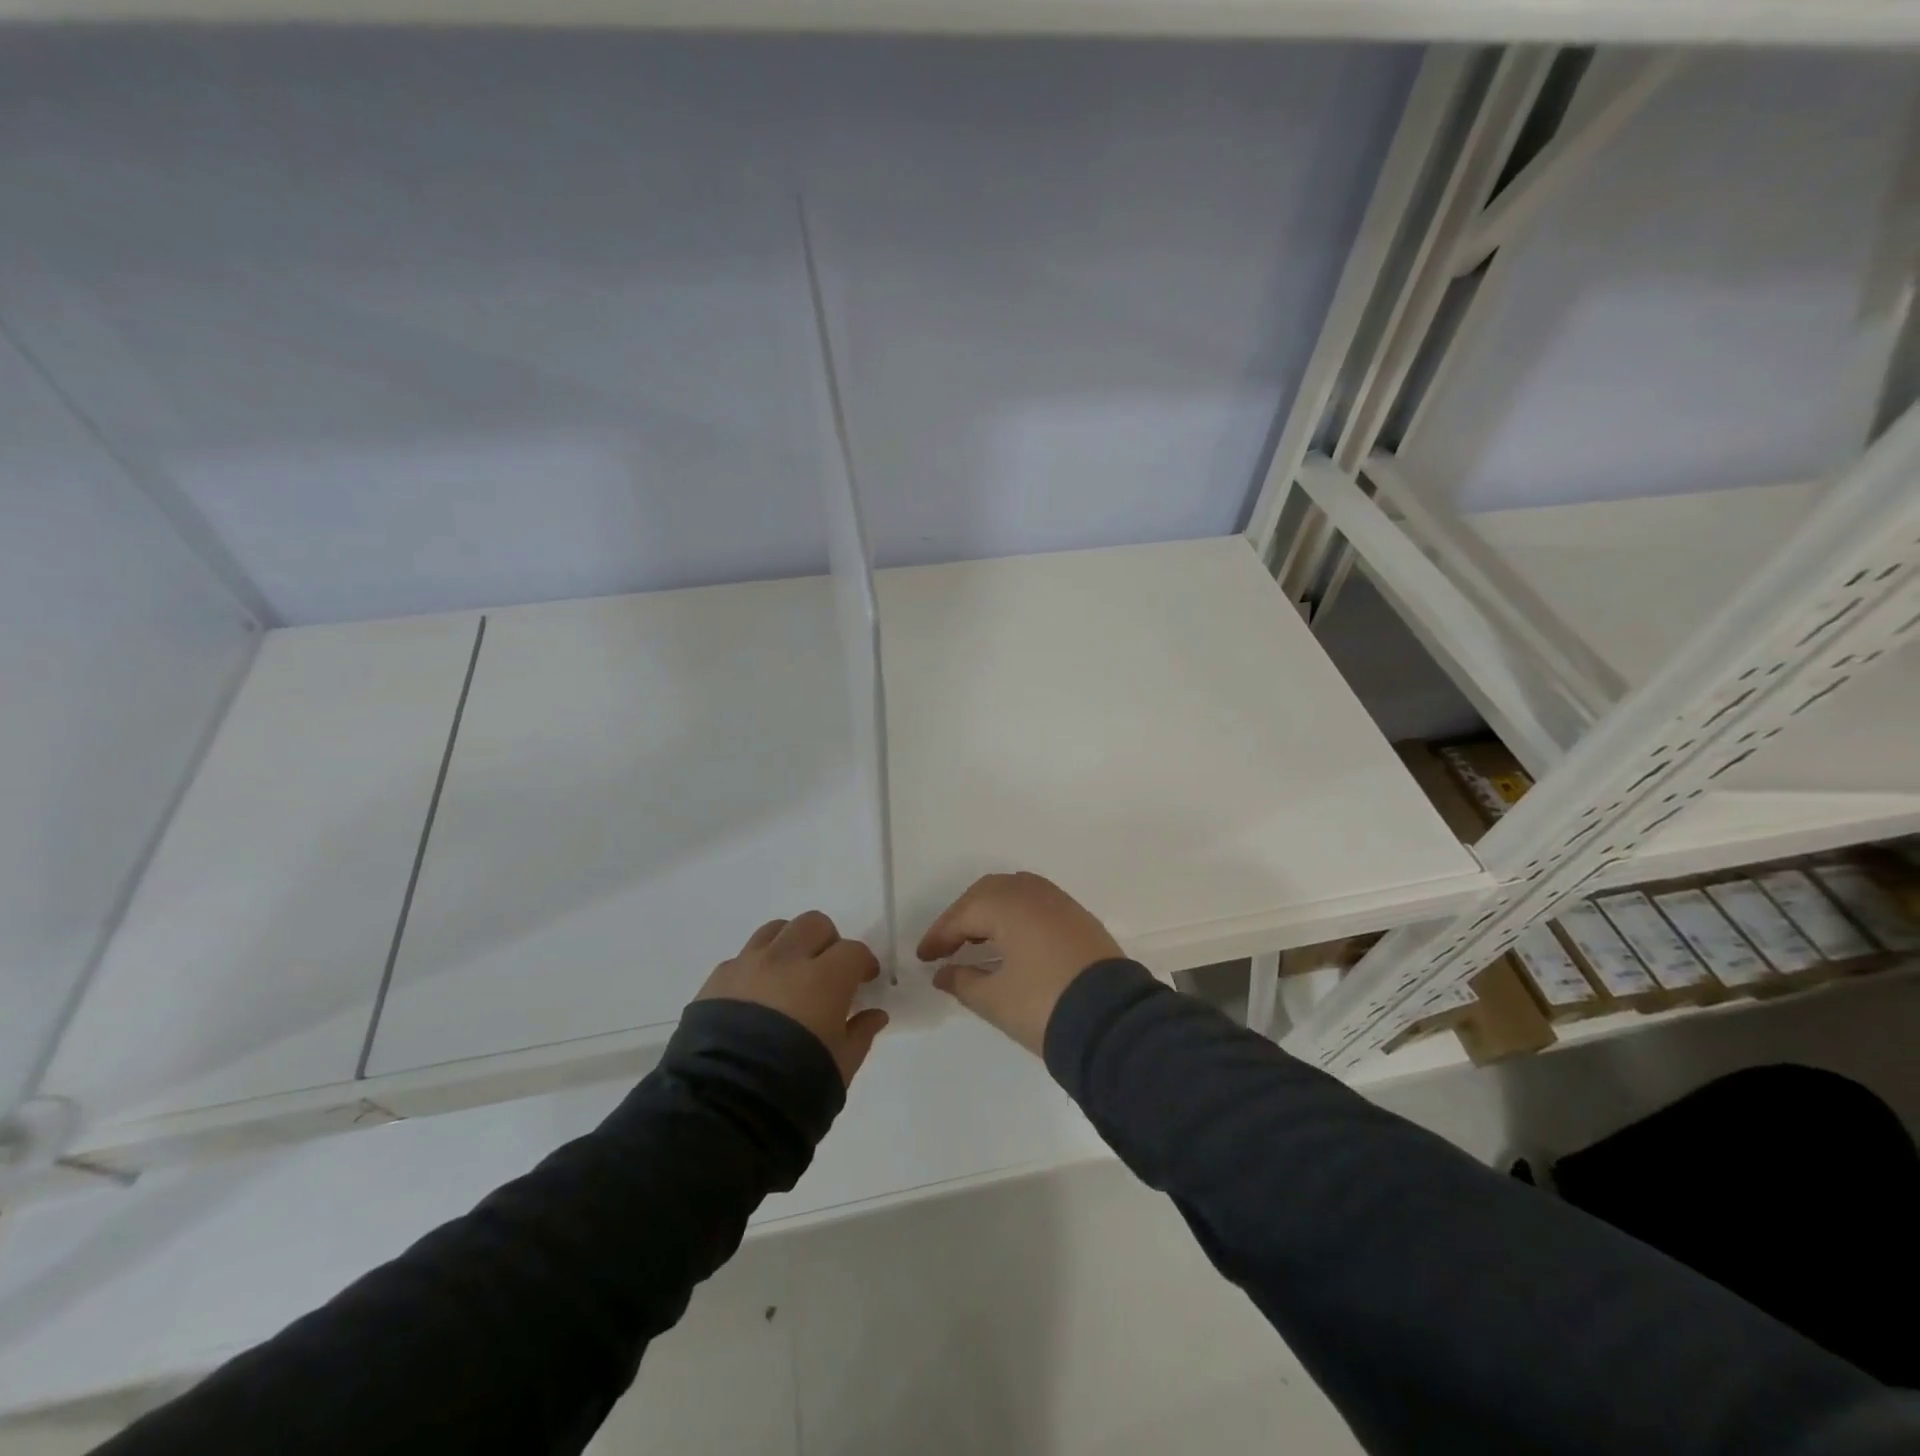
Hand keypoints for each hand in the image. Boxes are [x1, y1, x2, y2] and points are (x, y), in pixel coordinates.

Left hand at [695, 912, 888, 1084]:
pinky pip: (742, 957)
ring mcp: (747, 966)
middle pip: (813, 924)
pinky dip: (756, 967)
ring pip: (775, 930)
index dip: (863, 963)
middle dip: (826, 942)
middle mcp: (786, 960)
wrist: (725, 1106)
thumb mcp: (842, 1065)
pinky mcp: (716, 980)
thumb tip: (875, 1014)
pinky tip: (756, 998)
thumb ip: (861, 1033)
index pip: (852, 950)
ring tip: (790, 974)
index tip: (865, 981)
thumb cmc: (797, 1086)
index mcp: (824, 977)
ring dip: (790, 944)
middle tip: (827, 971)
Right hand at [917, 872, 1123, 1054]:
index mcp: (1008, 904)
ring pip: (1016, 894)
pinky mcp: (1080, 919)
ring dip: (992, 914)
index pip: (963, 914)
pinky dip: (1017, 918)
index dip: (939, 936)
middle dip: (964, 917)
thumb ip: (963, 982)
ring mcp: (1062, 903)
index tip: (924, 958)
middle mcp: (1034, 893)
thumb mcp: (994, 1000)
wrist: (1114, 1022)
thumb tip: (943, 973)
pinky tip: (1012, 943)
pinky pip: (1037, 906)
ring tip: (977, 943)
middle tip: (948, 946)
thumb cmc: (1043, 1006)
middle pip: (989, 893)